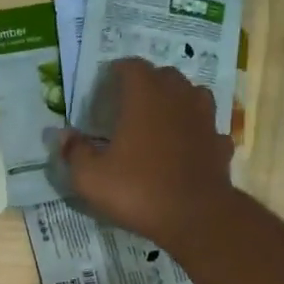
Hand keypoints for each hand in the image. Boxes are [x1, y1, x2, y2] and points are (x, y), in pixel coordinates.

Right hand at [57, 58, 234, 247]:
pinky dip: (196, 134)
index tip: (105, 89)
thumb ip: (74, 152)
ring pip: (192, 96)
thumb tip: (63, 135)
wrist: (194, 217)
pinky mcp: (220, 143)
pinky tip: (187, 149)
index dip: (116, 73)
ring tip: (161, 121)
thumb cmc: (138, 190)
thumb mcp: (91, 177)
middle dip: (147, 85)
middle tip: (130, 106)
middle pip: (164, 76)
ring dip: (177, 103)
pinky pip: (207, 129)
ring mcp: (205, 119)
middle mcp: (178, 97)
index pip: (131, 66)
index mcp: (145, 95)